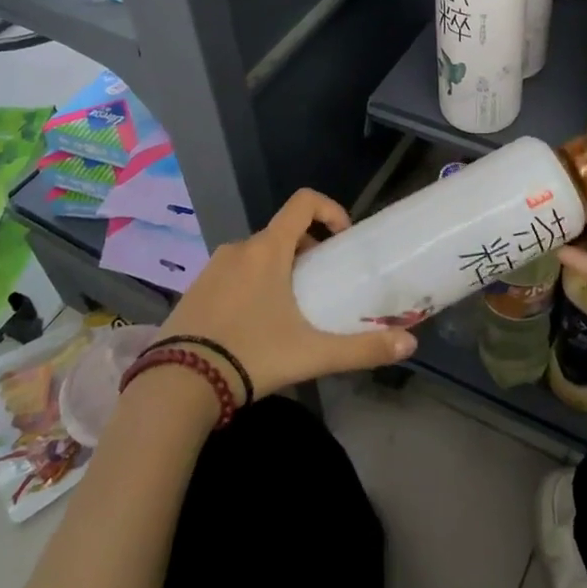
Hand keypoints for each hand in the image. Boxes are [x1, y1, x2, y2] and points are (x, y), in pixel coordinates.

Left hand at [158, 189, 416, 401]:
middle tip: (322, 286)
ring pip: (257, 255)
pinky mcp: (194, 289)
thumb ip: (362, 348)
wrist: (176, 385)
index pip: (304, 202)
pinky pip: (233, 273)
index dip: (330, 210)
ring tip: (291, 310)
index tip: (343, 240)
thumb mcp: (311, 354)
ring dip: (280, 269)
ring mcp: (212, 267)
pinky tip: (255, 326)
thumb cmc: (251, 355)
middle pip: (283, 233)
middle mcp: (239, 248)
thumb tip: (410, 343)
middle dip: (308, 251)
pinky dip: (252, 284)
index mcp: (268, 249)